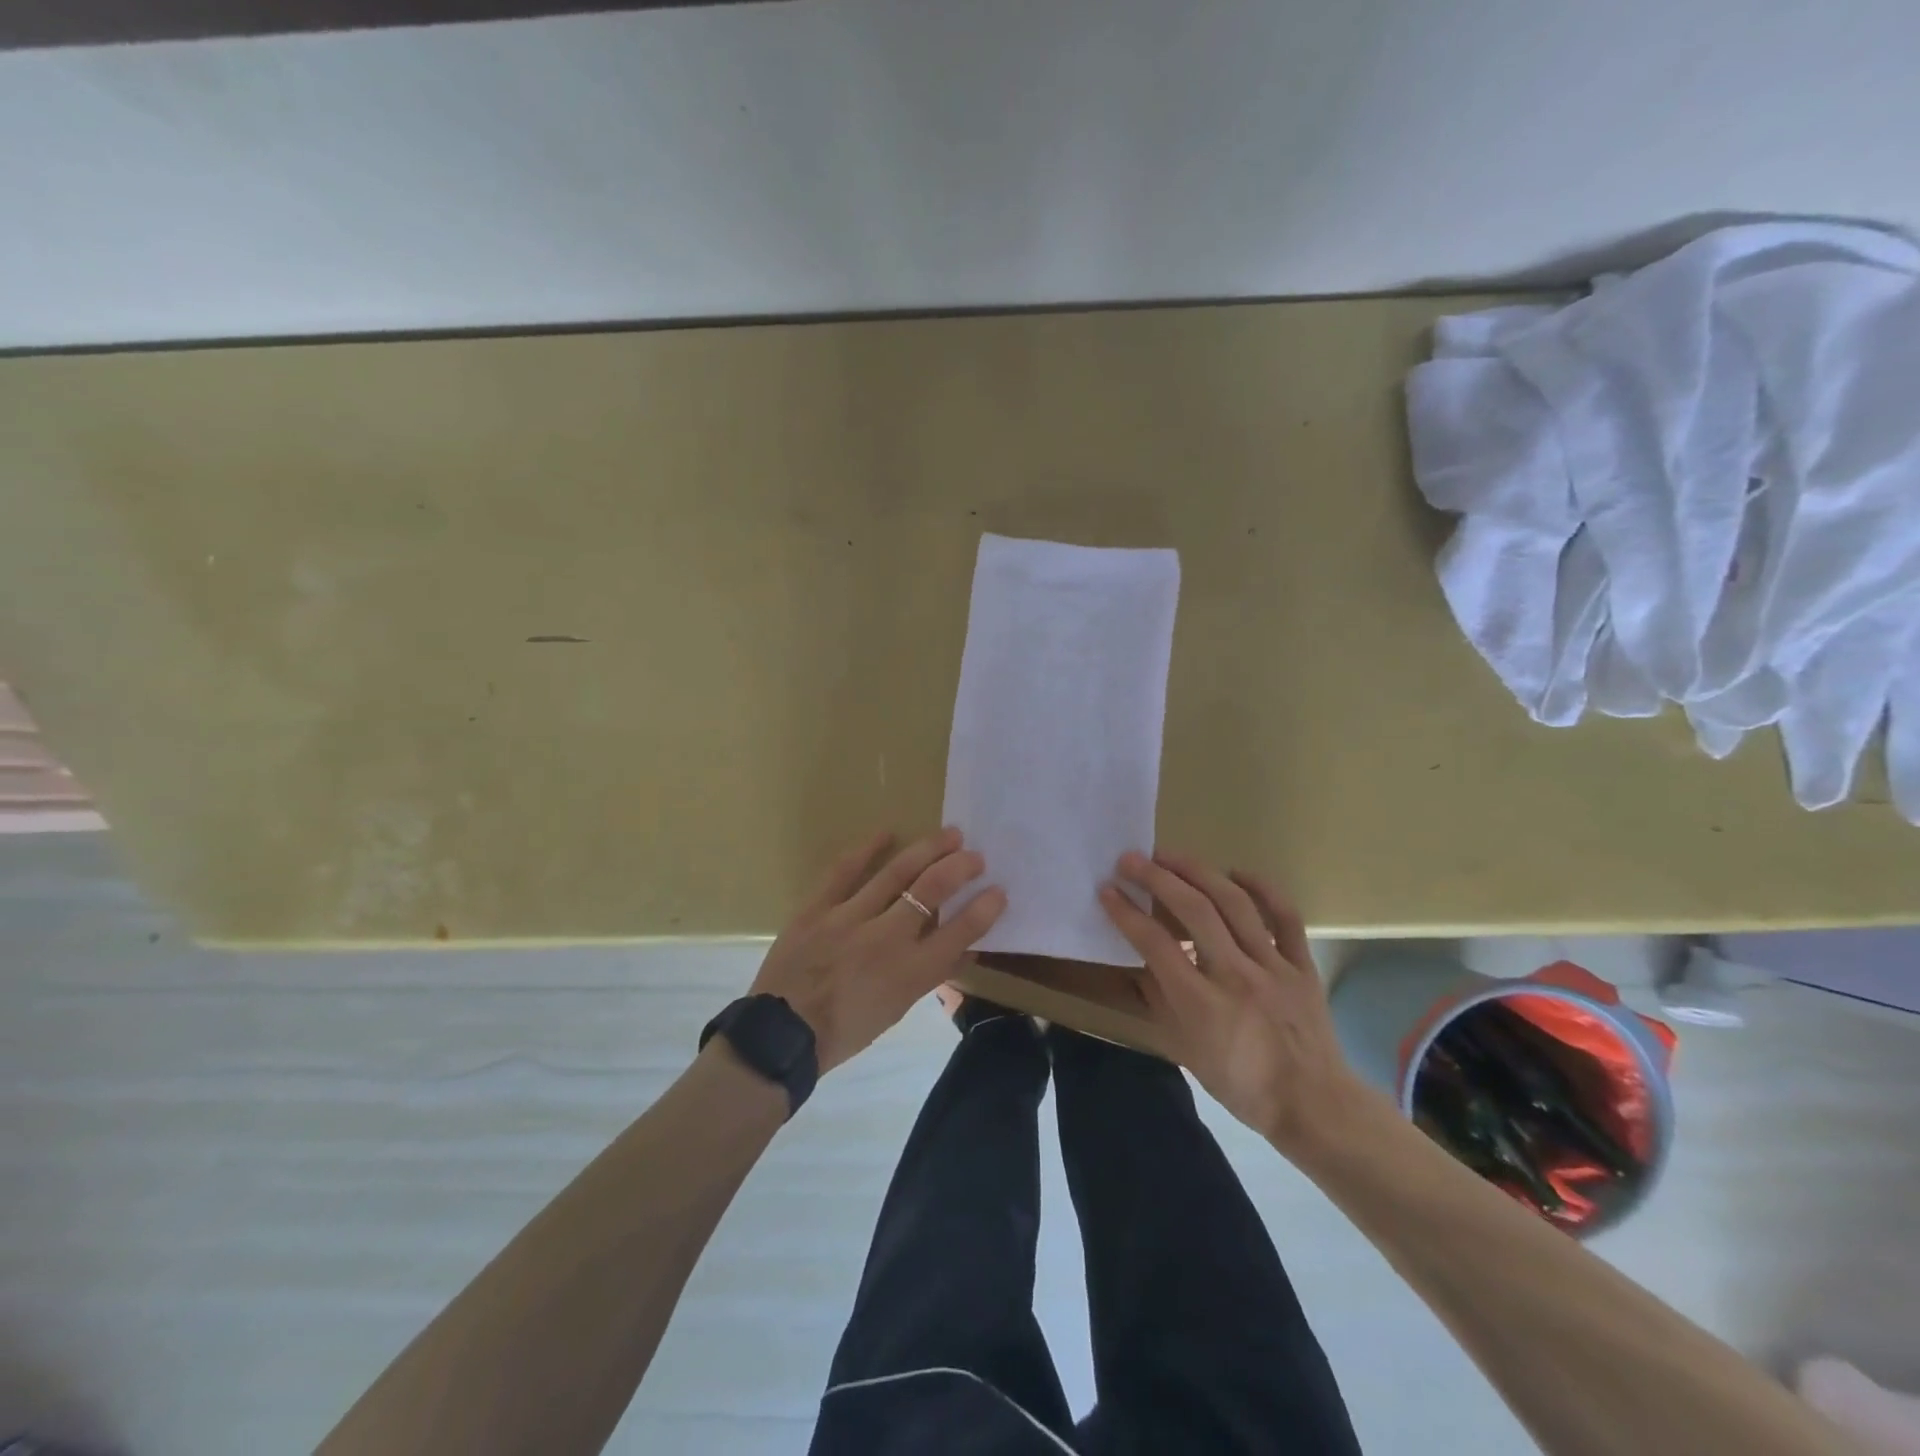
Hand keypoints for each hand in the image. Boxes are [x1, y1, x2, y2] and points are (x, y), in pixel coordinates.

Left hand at [748, 827, 1005, 1073]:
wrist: (782, 1035)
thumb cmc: (845, 1031)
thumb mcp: (897, 1009)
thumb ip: (929, 974)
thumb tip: (963, 946)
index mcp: (909, 974)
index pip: (959, 933)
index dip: (984, 909)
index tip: (999, 890)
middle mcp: (886, 940)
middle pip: (931, 891)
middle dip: (960, 868)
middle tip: (976, 855)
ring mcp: (849, 919)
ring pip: (896, 873)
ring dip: (927, 850)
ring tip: (949, 834)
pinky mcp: (817, 908)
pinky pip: (844, 871)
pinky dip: (867, 849)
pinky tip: (888, 832)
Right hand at [1098, 851, 1366, 1154]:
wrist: (1314, 1106)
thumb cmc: (1240, 1084)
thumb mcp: (1184, 1050)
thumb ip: (1159, 1001)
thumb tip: (1140, 960)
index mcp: (1202, 1004)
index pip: (1156, 944)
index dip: (1126, 912)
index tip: (1107, 889)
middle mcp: (1236, 976)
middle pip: (1194, 911)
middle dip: (1156, 878)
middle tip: (1130, 859)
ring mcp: (1273, 966)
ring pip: (1235, 904)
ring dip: (1198, 872)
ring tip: (1170, 856)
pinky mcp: (1301, 964)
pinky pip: (1285, 916)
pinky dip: (1262, 888)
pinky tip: (1236, 872)